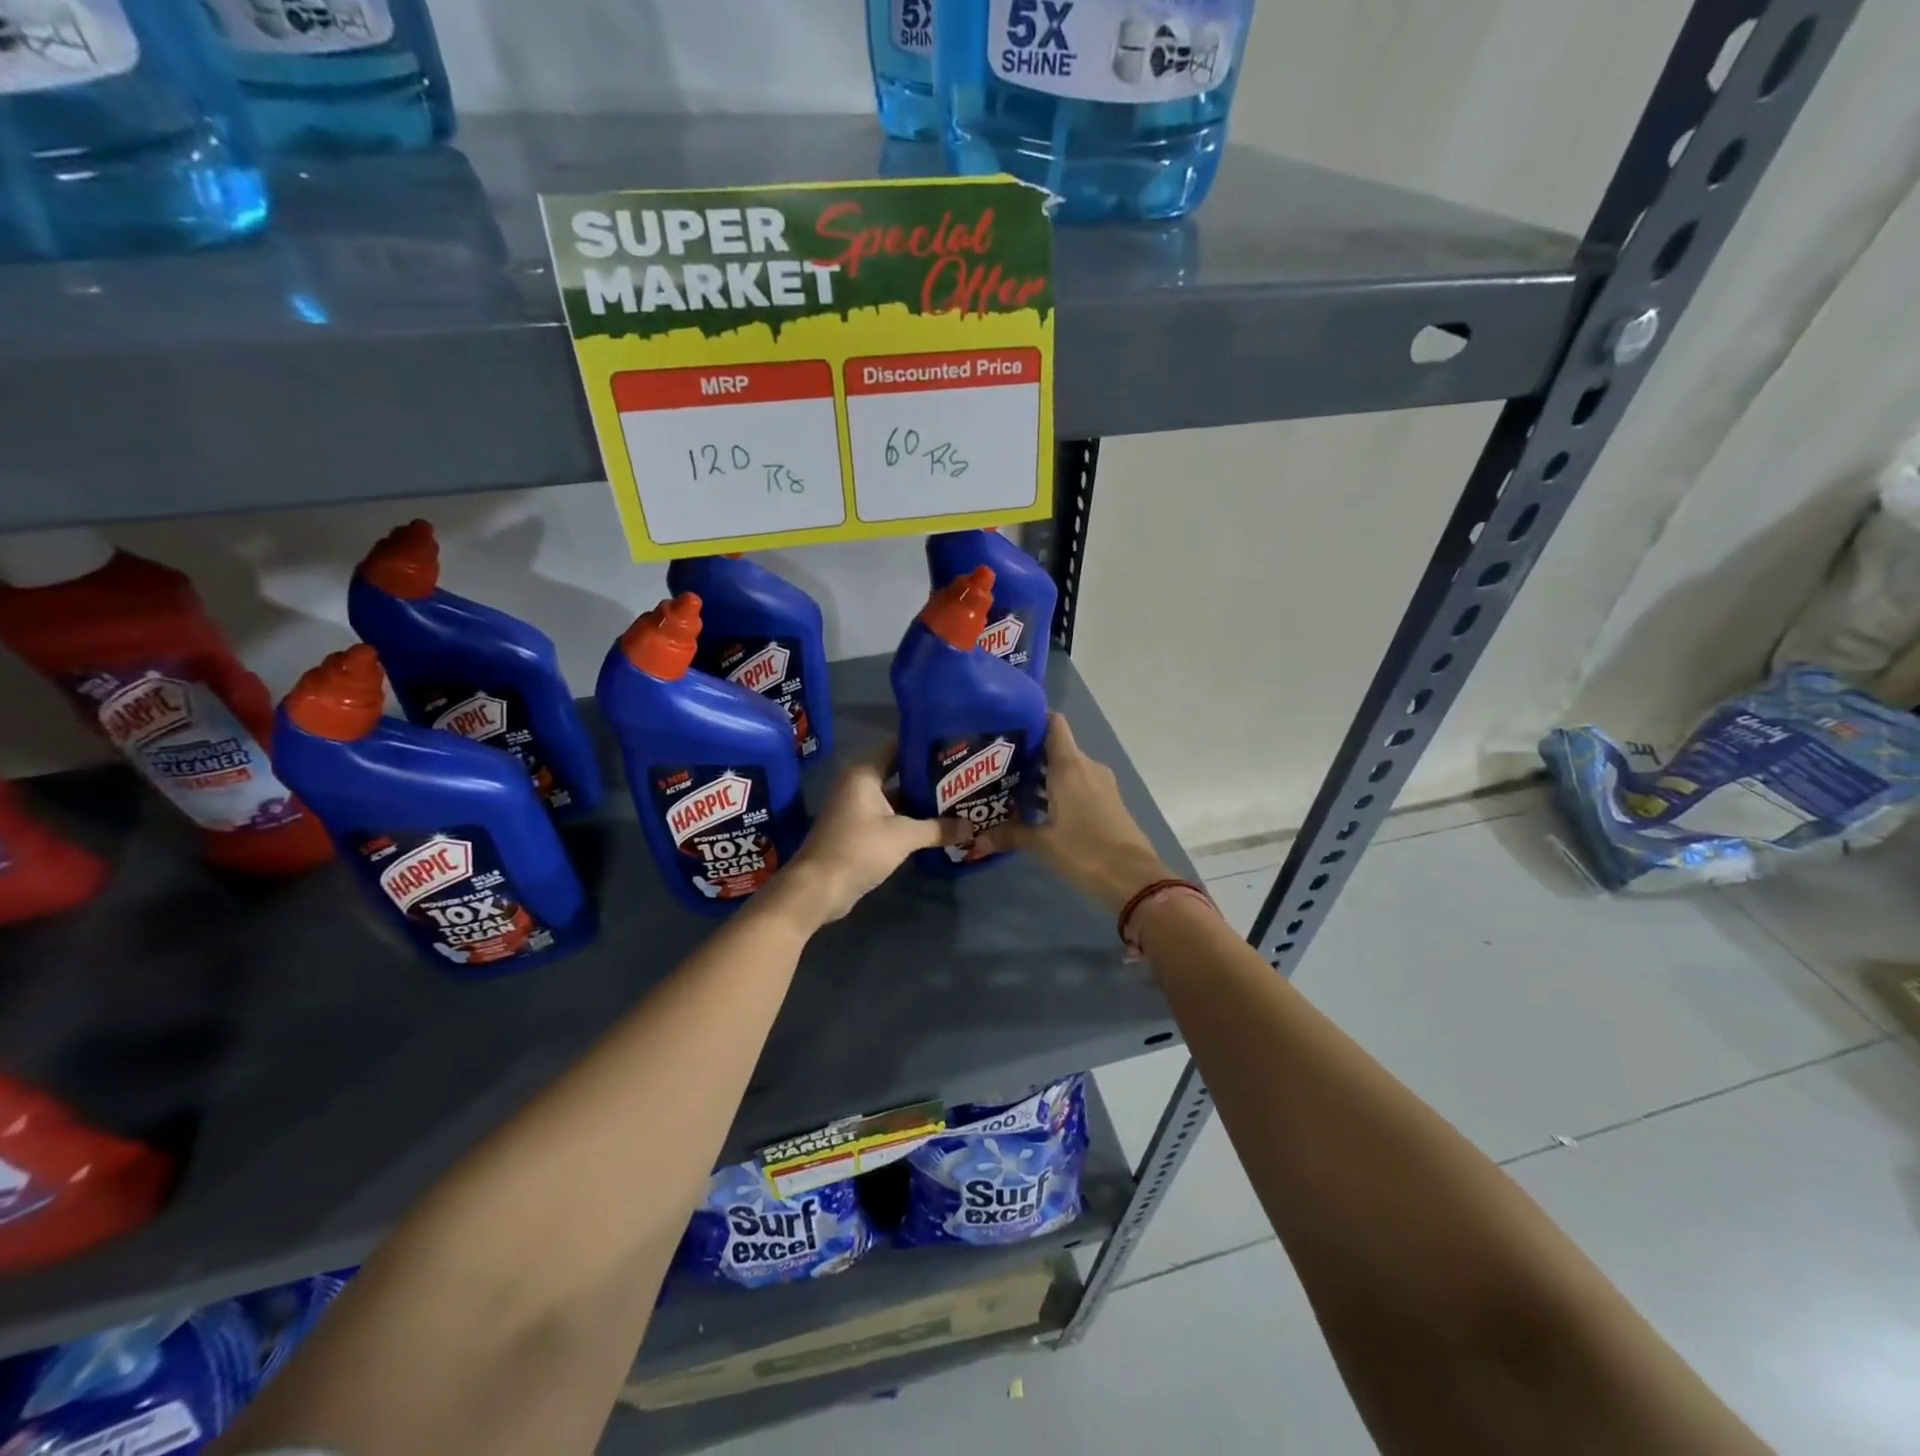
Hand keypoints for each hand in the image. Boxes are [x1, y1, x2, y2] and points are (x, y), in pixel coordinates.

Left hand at [779, 741, 970, 924]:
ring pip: (897, 798)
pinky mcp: (859, 831)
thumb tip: (971, 827)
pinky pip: (891, 818)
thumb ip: (938, 829)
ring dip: (922, 802)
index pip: (898, 747)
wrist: (819, 888)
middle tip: (964, 777)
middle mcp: (859, 785)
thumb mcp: (903, 836)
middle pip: (900, 773)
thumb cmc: (858, 849)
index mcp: (864, 773)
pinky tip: (938, 826)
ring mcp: (858, 809)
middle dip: (930, 778)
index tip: (954, 747)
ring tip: (958, 800)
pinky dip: (910, 821)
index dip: (926, 747)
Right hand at [980, 713, 1172, 912]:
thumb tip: (978, 838)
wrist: (1134, 878)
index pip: (1053, 724)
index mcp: (1070, 766)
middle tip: (996, 767)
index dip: (1032, 720)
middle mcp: (1086, 766)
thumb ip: (1010, 834)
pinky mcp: (1107, 801)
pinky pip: (1078, 784)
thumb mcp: (1042, 844)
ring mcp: (1100, 784)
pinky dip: (1058, 790)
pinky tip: (1036, 809)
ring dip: (1042, 776)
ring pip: (1066, 768)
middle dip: (1028, 755)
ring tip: (1010, 789)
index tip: (1006, 730)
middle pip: (1055, 747)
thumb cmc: (1084, 851)